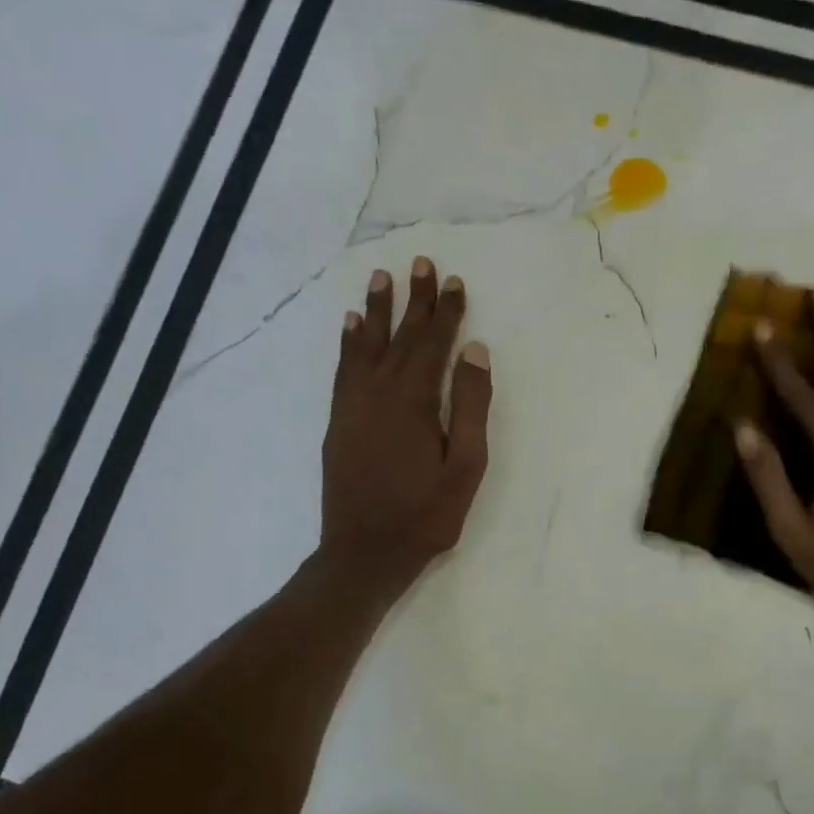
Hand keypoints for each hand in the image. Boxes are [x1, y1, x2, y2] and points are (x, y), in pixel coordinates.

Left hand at [320, 256, 491, 591]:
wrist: (364, 551)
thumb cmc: (425, 514)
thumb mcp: (466, 466)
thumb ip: (471, 406)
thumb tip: (475, 352)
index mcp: (415, 400)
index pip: (433, 343)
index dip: (446, 312)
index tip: (454, 281)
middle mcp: (379, 391)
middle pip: (400, 336)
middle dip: (413, 300)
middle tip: (421, 262)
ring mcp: (353, 405)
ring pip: (366, 345)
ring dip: (375, 310)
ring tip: (381, 278)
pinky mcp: (338, 421)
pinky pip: (343, 369)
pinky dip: (348, 343)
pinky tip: (349, 326)